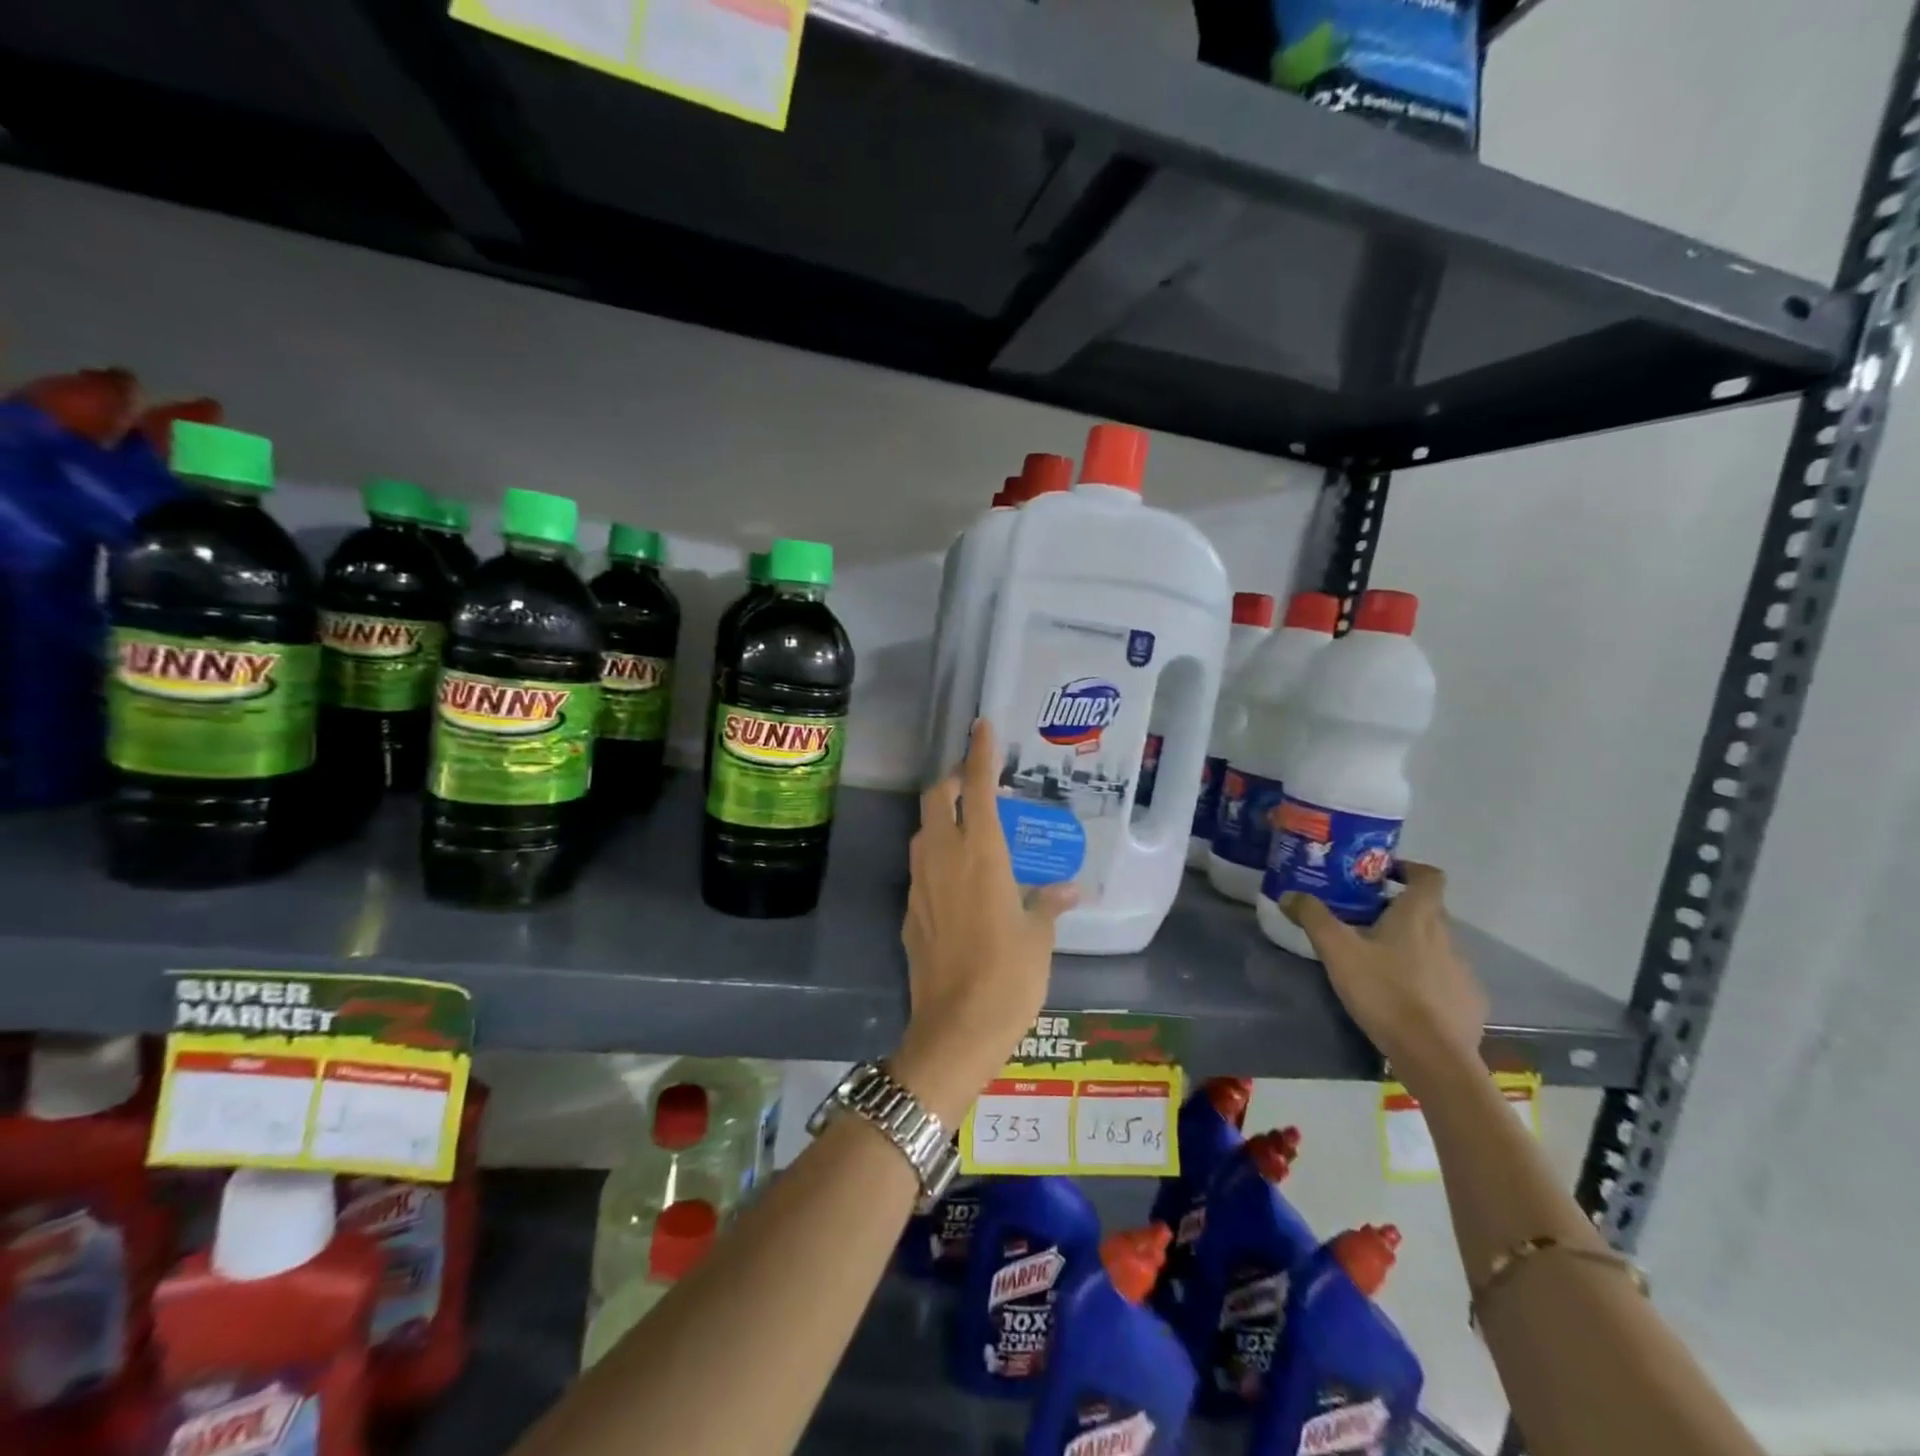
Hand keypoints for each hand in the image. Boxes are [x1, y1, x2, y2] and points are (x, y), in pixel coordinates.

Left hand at [894, 720, 1076, 1124]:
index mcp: (981, 854)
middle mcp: (943, 858)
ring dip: (941, 818)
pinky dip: (936, 857)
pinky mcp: (909, 911)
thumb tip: (1070, 888)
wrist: (954, 1030)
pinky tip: (958, 882)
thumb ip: (1049, 903)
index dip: (979, 753)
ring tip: (970, 832)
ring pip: (922, 830)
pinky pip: (920, 867)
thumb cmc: (1008, 978)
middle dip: (952, 781)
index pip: (975, 787)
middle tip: (977, 789)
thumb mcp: (1039, 938)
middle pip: (935, 798)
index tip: (981, 725)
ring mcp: (920, 884)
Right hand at [1281, 861, 1487, 1083]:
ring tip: (1380, 961)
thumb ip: (1313, 917)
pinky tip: (1406, 997)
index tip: (1383, 875)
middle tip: (1364, 919)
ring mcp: (1463, 970)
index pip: (1428, 876)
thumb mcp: (1337, 951)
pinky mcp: (1470, 1001)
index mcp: (1418, 916)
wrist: (1433, 1056)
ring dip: (1412, 945)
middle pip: (1428, 910)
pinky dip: (1427, 978)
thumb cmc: (1384, 992)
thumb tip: (1290, 894)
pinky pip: (1446, 978)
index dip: (1408, 869)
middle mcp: (1448, 936)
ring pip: (1437, 944)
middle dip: (1398, 909)